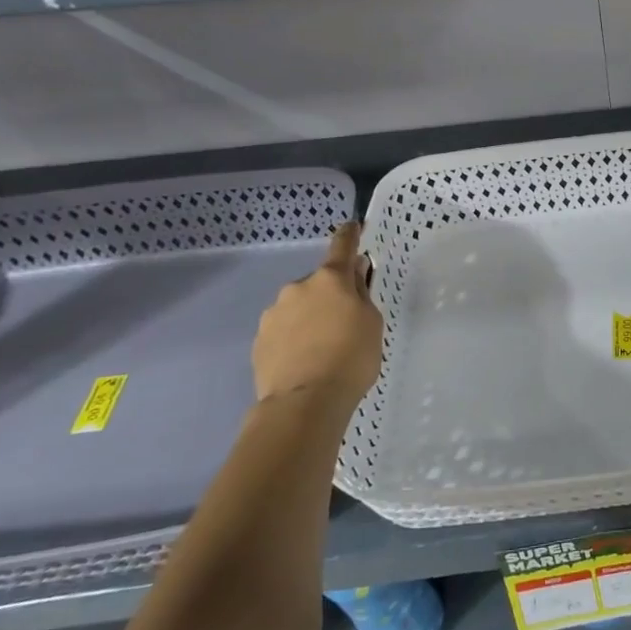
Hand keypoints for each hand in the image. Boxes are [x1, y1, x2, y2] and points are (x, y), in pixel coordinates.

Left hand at [251, 223, 383, 408]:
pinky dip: (294, 339)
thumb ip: (362, 295)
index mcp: (331, 279)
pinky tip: (305, 361)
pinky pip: (283, 331)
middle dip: (330, 296)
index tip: (352, 227)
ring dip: (310, 318)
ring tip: (322, 350)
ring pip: (298, 307)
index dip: (349, 236)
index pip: (342, 247)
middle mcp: (298, 288)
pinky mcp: (259, 341)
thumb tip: (354, 275)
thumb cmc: (351, 358)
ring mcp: (274, 314)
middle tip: (344, 324)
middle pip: (320, 283)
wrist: (304, 402)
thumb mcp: (372, 323)